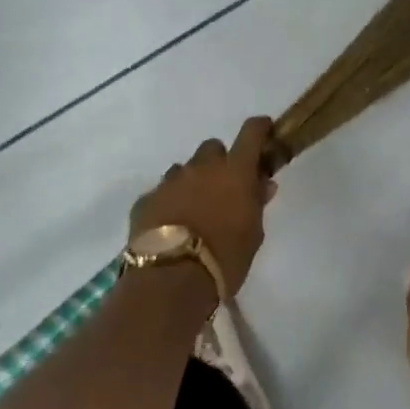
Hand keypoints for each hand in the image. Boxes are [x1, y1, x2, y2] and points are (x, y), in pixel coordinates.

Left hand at [129, 117, 277, 296]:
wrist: (170, 281)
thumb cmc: (225, 258)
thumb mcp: (253, 234)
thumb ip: (257, 203)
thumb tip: (262, 184)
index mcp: (234, 171)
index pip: (251, 133)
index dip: (259, 128)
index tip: (264, 131)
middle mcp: (201, 168)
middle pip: (212, 149)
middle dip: (219, 163)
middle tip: (223, 189)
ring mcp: (170, 182)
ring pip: (184, 170)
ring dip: (192, 183)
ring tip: (194, 212)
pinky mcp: (145, 200)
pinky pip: (160, 193)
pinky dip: (168, 204)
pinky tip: (170, 227)